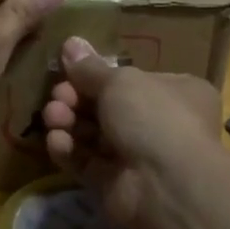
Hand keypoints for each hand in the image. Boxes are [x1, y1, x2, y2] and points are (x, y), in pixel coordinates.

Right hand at [41, 37, 221, 228]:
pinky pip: (87, 163)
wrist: (166, 186)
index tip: (69, 69)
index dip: (98, 74)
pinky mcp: (114, 185)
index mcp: (176, 92)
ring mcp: (137, 157)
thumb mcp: (121, 82)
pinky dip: (69, 151)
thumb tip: (70, 43)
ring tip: (53, 117)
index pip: (131, 80)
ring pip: (93, 135)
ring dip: (68, 122)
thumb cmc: (154, 117)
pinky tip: (56, 142)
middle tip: (58, 96)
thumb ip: (90, 68)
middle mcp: (160, 124)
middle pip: (106, 107)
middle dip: (76, 99)